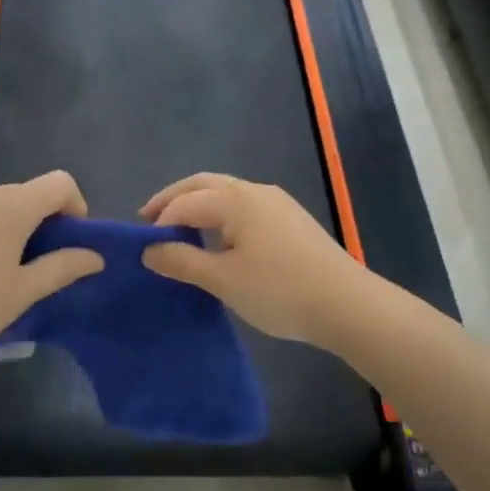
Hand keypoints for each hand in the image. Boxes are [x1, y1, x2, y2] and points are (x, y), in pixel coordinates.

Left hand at [0, 171, 103, 362]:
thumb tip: (95, 256)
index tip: (72, 245)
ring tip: (8, 275)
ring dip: (17, 231)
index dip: (77, 207)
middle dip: (47, 223)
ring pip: (2, 206)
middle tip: (43, 268)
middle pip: (30, 194)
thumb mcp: (22, 292)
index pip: (60, 182)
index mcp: (11, 206)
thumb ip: (62, 268)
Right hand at [139, 173, 372, 347]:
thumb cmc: (279, 291)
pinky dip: (220, 214)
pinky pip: (244, 206)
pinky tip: (219, 239)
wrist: (347, 305)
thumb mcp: (223, 279)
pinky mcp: (291, 220)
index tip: (142, 248)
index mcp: (235, 200)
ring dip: (198, 204)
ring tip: (179, 229)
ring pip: (226, 193)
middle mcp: (255, 191)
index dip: (159, 222)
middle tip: (148, 219)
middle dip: (173, 199)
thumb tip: (149, 249)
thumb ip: (182, 261)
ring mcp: (277, 203)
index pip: (184, 203)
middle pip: (204, 184)